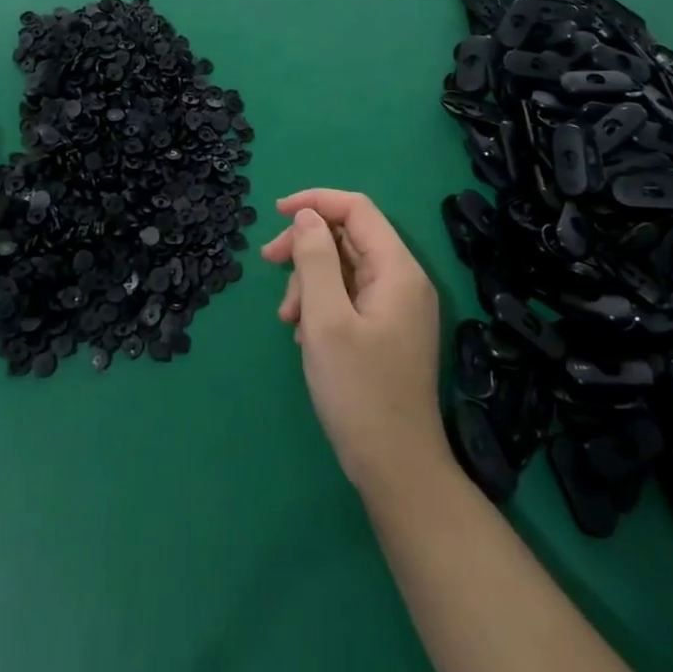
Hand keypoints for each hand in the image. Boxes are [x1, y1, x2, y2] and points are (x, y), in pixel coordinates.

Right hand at [262, 189, 446, 496]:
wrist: (397, 469)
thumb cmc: (359, 391)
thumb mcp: (326, 319)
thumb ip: (315, 259)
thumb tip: (306, 217)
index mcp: (397, 269)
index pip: (357, 209)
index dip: (315, 202)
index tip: (275, 214)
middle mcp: (403, 280)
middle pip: (348, 237)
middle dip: (306, 247)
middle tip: (269, 265)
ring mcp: (398, 307)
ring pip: (345, 268)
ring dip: (310, 281)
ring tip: (289, 320)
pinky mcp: (389, 330)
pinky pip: (350, 296)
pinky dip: (323, 304)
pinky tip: (306, 335)